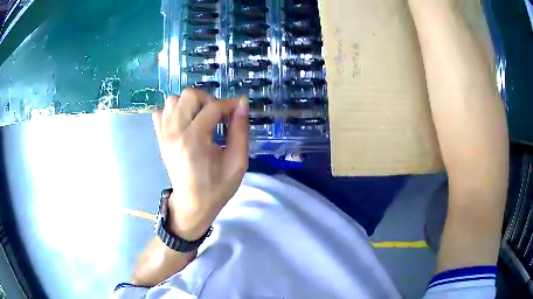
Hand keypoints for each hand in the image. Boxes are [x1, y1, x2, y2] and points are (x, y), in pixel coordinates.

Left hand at [152, 88, 248, 239]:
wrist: (192, 205)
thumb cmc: (217, 187)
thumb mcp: (237, 162)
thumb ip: (240, 131)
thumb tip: (242, 104)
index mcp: (194, 140)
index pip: (212, 107)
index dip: (229, 104)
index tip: (238, 109)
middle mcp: (175, 133)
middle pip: (189, 95)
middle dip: (208, 100)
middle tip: (218, 115)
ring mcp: (164, 135)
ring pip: (173, 100)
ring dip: (190, 104)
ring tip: (201, 118)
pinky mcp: (160, 138)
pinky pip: (160, 113)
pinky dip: (173, 111)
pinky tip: (184, 122)